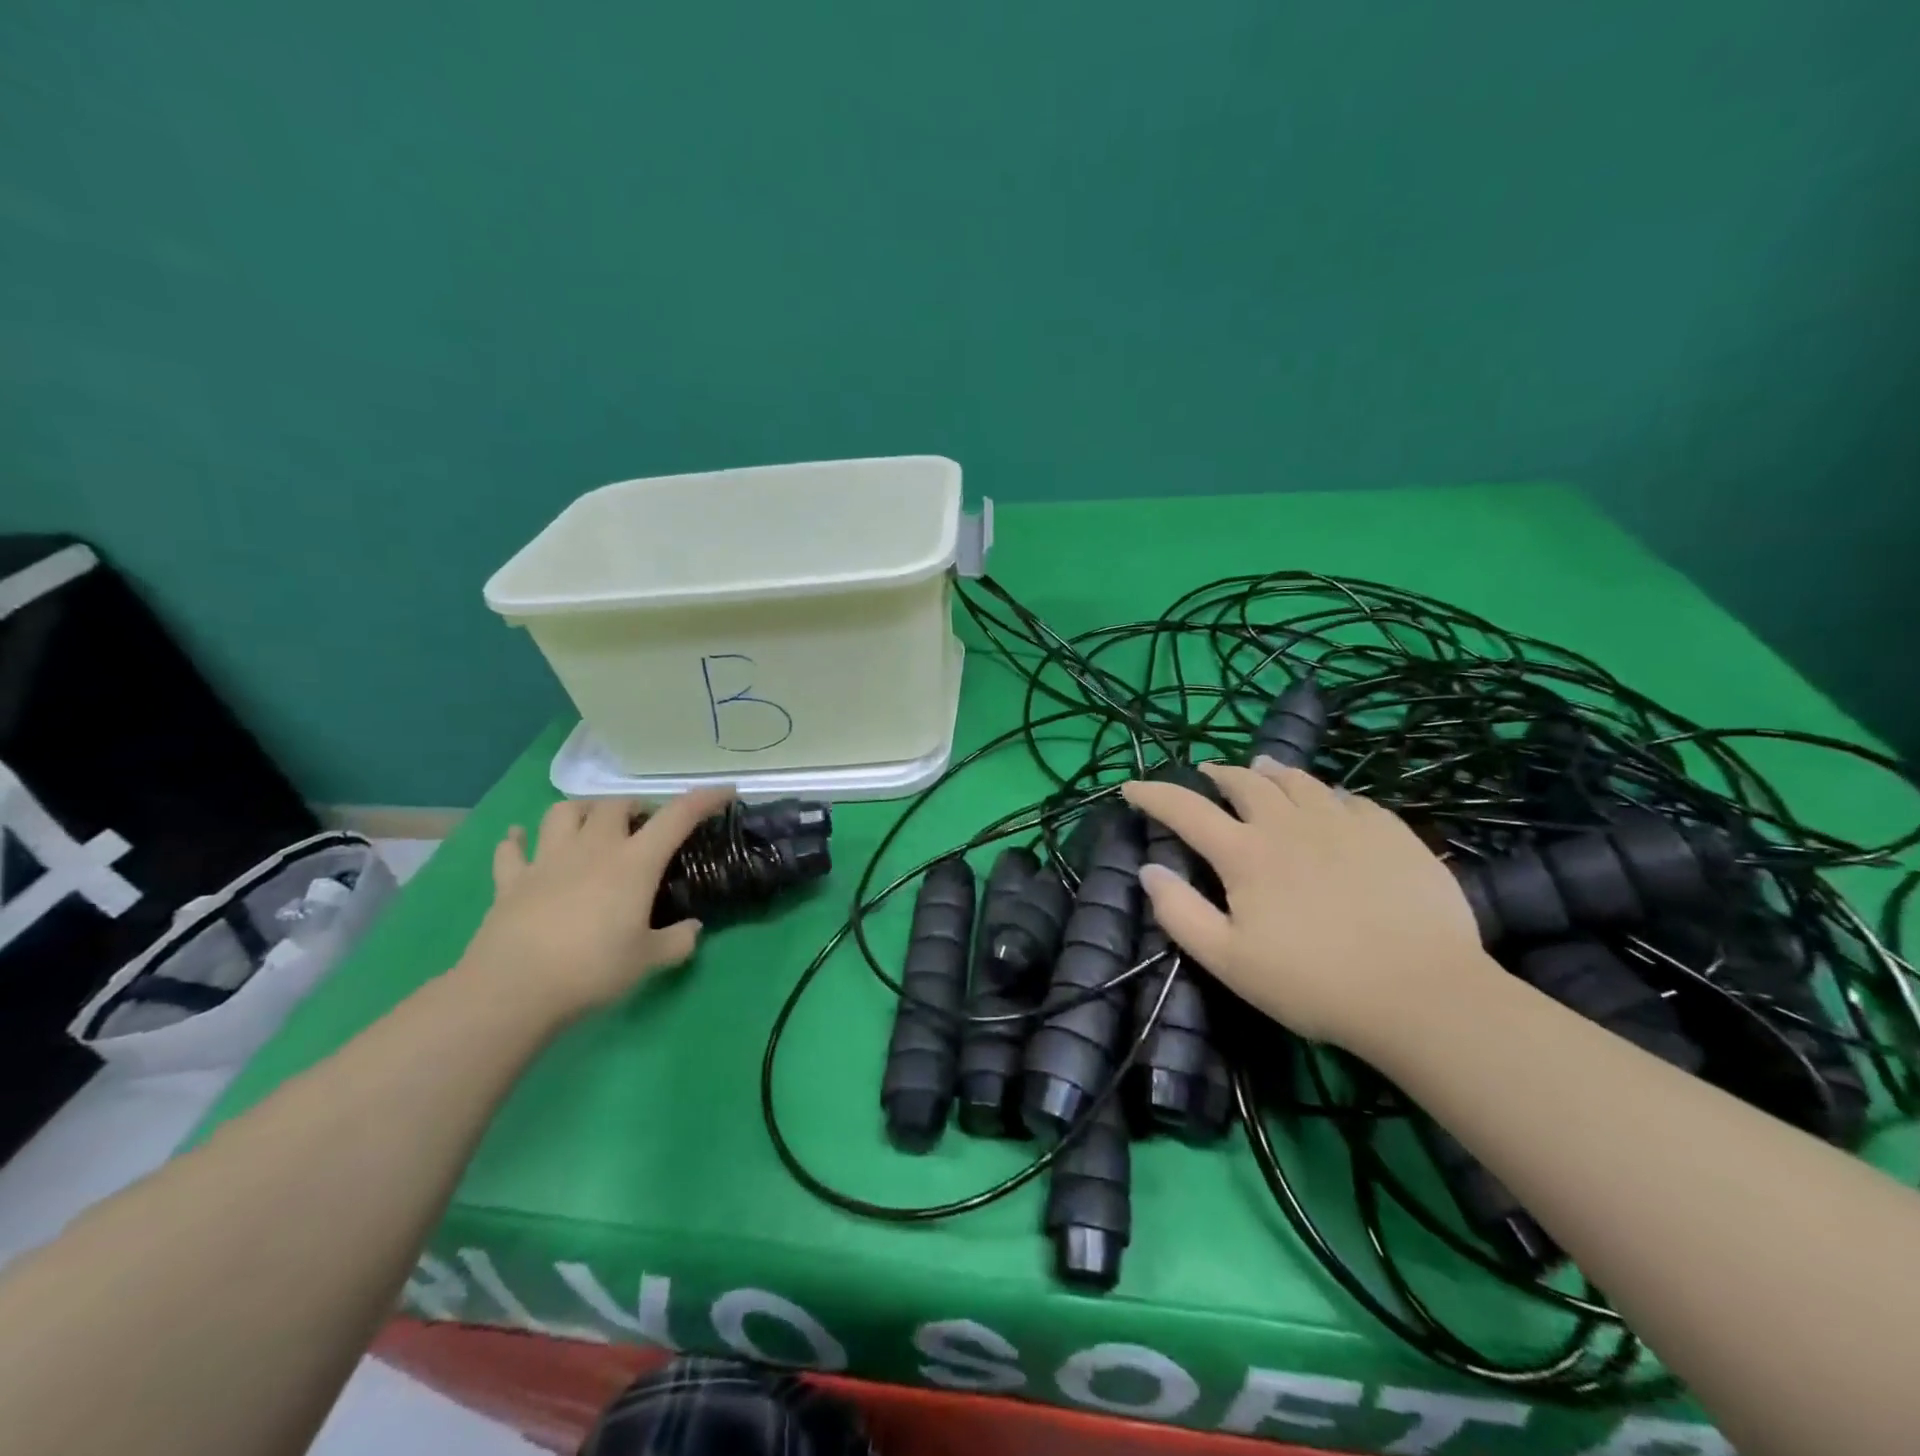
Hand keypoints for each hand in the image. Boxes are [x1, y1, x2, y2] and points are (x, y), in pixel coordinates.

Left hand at [457, 789, 733, 1022]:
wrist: (513, 990)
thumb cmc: (592, 969)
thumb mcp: (649, 960)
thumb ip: (678, 941)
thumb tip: (693, 929)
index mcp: (634, 863)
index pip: (677, 817)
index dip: (704, 800)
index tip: (725, 793)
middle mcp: (593, 849)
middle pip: (615, 805)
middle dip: (635, 807)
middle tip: (645, 826)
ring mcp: (548, 861)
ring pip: (563, 812)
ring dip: (583, 810)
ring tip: (593, 824)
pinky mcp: (511, 882)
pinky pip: (512, 849)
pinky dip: (518, 840)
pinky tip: (520, 839)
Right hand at [1121, 761, 1487, 1052]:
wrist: (1422, 995)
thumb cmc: (1313, 983)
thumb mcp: (1228, 961)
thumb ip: (1181, 914)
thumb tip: (1149, 870)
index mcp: (1246, 853)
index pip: (1186, 809)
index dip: (1153, 794)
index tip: (1131, 786)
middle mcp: (1289, 823)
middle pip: (1244, 781)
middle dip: (1216, 774)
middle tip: (1205, 774)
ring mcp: (1344, 822)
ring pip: (1297, 780)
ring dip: (1270, 771)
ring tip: (1261, 767)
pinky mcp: (1390, 832)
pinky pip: (1347, 798)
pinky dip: (1324, 793)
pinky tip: (1328, 803)